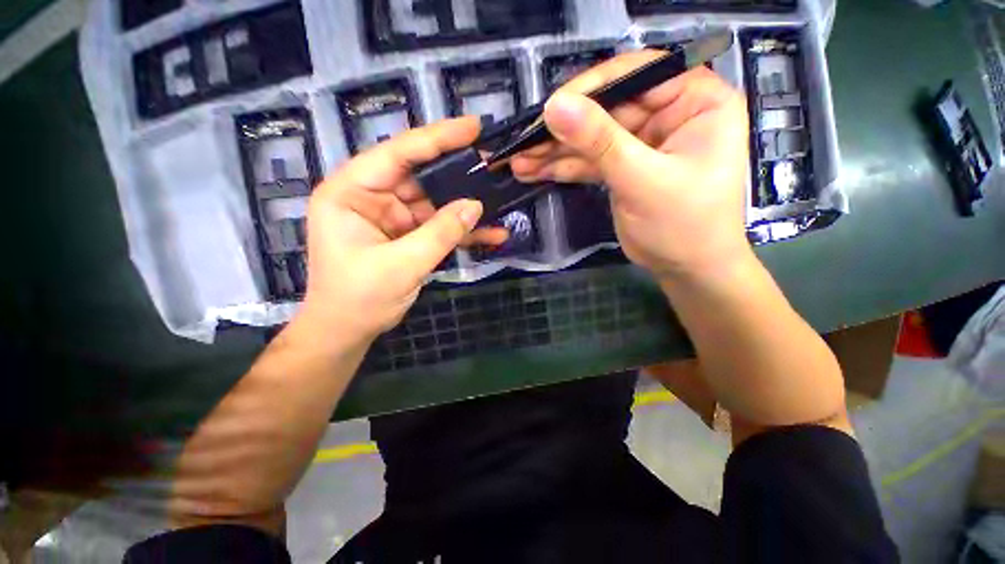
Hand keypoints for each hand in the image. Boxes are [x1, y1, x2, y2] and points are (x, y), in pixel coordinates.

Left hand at [298, 117, 507, 341]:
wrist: (348, 330)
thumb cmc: (359, 298)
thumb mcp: (401, 265)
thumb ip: (440, 233)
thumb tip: (475, 205)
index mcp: (351, 192)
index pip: (396, 153)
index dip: (436, 138)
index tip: (472, 127)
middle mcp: (371, 197)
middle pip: (420, 176)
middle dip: (457, 174)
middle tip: (492, 164)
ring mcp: (392, 217)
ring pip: (435, 203)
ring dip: (465, 208)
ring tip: (499, 200)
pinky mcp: (408, 235)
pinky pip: (438, 227)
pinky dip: (462, 233)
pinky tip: (491, 235)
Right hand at [511, 52, 750, 282]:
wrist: (686, 269)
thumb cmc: (684, 225)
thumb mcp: (642, 180)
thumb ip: (600, 142)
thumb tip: (555, 107)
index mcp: (695, 101)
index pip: (638, 74)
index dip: (591, 88)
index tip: (551, 108)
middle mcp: (669, 113)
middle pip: (606, 109)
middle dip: (563, 129)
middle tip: (523, 143)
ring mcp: (643, 142)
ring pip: (592, 138)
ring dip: (555, 151)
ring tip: (520, 161)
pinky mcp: (623, 167)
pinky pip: (589, 161)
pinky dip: (563, 167)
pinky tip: (534, 171)